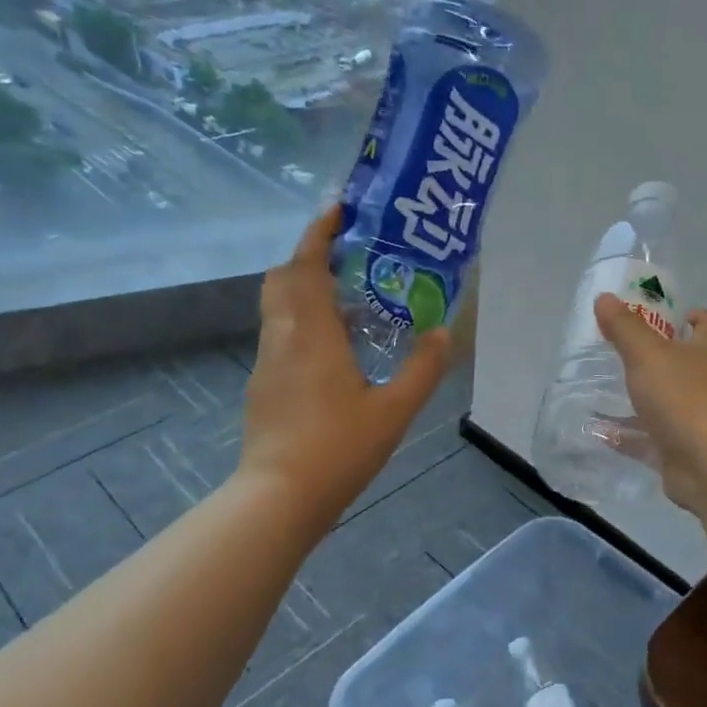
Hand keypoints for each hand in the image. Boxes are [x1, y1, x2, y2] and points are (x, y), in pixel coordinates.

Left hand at [240, 207, 452, 524]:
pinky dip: (303, 325)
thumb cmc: (338, 448)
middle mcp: (282, 337)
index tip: (338, 209)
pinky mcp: (262, 387)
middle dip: (310, 258)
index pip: (306, 264)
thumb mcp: (393, 410)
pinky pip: (281, 337)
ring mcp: (267, 363)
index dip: (319, 232)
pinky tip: (334, 352)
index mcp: (311, 333)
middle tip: (350, 259)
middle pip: (283, 279)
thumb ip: (422, 368)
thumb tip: (443, 332)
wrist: (279, 497)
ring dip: (307, 293)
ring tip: (351, 304)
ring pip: (279, 309)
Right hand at [593, 294, 706, 516]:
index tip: (680, 314)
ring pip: (664, 406)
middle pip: (685, 367)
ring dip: (639, 400)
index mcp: (705, 355)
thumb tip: (605, 297)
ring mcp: (695, 422)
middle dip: (659, 360)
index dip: (698, 318)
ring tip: (602, 393)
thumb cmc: (685, 399)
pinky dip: (627, 437)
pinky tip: (600, 433)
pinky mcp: (679, 453)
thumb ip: (625, 328)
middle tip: (623, 353)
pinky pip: (648, 441)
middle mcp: (705, 386)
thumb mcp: (648, 355)